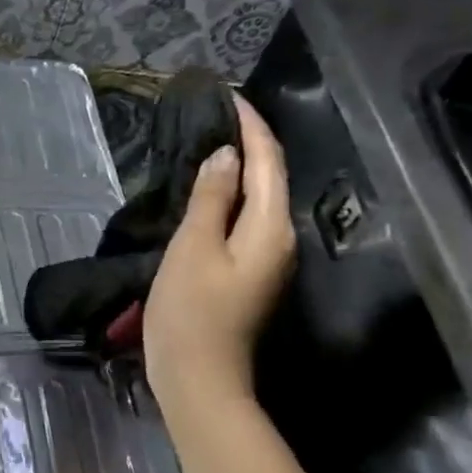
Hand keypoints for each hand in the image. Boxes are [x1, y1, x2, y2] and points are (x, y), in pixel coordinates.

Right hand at [144, 95, 295, 415]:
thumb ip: (211, 198)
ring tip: (211, 142)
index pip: (267, 161)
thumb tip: (226, 155)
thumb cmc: (191, 312)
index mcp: (271, 227)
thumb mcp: (193, 248)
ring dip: (239, 169)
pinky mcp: (248, 276)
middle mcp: (280, 239)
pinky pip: (245, 221)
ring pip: (258, 200)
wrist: (198, 377)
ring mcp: (267, 260)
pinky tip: (208, 191)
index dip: (251, 125)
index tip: (228, 95)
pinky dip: (230, 197)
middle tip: (217, 113)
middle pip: (269, 178)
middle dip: (248, 142)